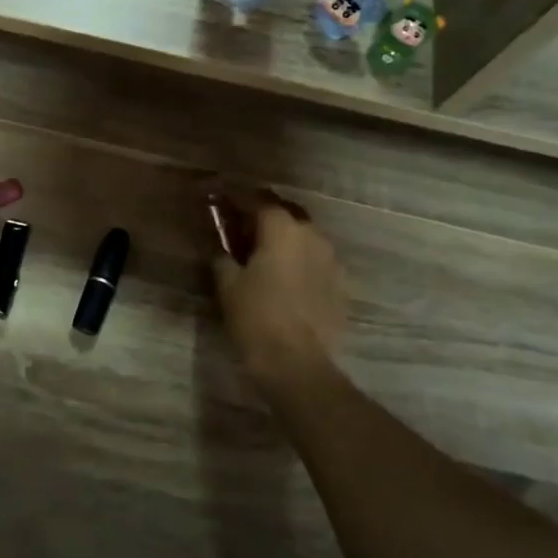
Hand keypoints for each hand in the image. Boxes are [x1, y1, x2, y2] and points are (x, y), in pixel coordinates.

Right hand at [210, 190, 348, 393]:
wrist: (297, 363)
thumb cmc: (256, 317)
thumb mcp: (227, 284)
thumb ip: (223, 256)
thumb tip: (222, 247)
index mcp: (281, 228)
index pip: (256, 199)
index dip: (233, 195)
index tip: (216, 194)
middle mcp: (312, 235)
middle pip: (285, 213)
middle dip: (262, 214)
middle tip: (239, 224)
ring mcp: (332, 260)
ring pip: (304, 237)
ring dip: (283, 238)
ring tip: (263, 252)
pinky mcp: (341, 285)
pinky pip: (316, 262)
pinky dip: (298, 261)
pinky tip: (285, 278)